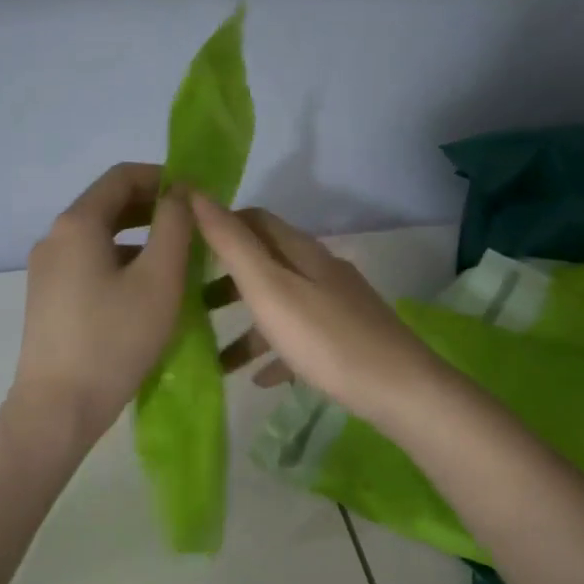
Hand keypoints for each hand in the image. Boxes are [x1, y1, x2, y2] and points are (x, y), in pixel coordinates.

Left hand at [11, 162, 193, 441]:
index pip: (122, 176)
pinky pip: (89, 265)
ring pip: (100, 238)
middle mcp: (54, 238)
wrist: (58, 406)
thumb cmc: (115, 339)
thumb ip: (174, 226)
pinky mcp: (47, 299)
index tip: (197, 197)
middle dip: (153, 210)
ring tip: (179, 263)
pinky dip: (121, 264)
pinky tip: (147, 292)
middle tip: (194, 229)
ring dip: (140, 240)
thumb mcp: (159, 279)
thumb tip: (179, 194)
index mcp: (77, 223)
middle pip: (108, 205)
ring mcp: (46, 270)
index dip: (163, 177)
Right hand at [191, 193, 444, 430]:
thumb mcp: (269, 288)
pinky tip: (259, 378)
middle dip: (225, 279)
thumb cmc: (325, 339)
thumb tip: (195, 193)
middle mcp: (319, 271)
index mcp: (301, 252)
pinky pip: (299, 340)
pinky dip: (273, 352)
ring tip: (213, 353)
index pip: (255, 220)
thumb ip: (232, 244)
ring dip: (245, 324)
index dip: (219, 225)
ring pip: (279, 305)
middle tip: (188, 301)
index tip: (183, 246)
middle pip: (265, 264)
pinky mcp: (345, 340)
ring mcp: (335, 306)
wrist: (400, 390)